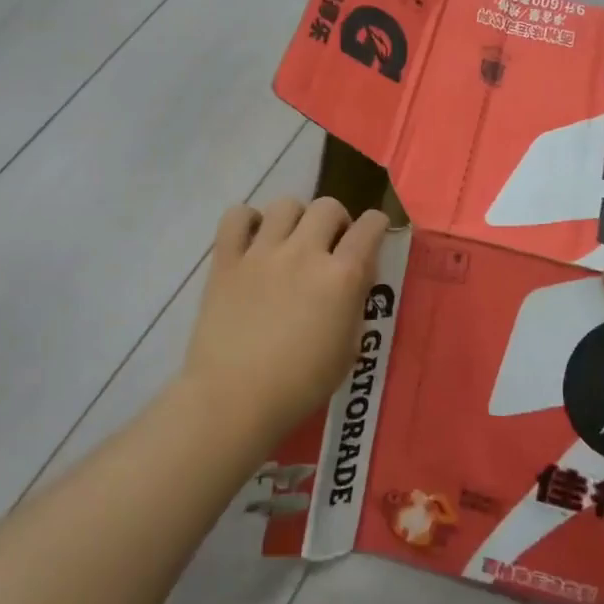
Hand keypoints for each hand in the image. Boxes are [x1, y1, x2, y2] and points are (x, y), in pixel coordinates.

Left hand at [182, 196, 391, 448]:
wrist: (234, 398)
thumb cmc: (299, 385)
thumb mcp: (348, 351)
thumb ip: (355, 306)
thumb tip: (355, 279)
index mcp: (341, 277)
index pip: (369, 227)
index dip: (377, 224)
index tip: (374, 232)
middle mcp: (304, 253)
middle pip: (328, 207)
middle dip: (337, 220)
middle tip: (330, 244)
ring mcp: (261, 252)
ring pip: (285, 204)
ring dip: (296, 218)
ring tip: (291, 240)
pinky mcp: (226, 259)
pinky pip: (236, 216)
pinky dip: (248, 220)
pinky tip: (253, 240)